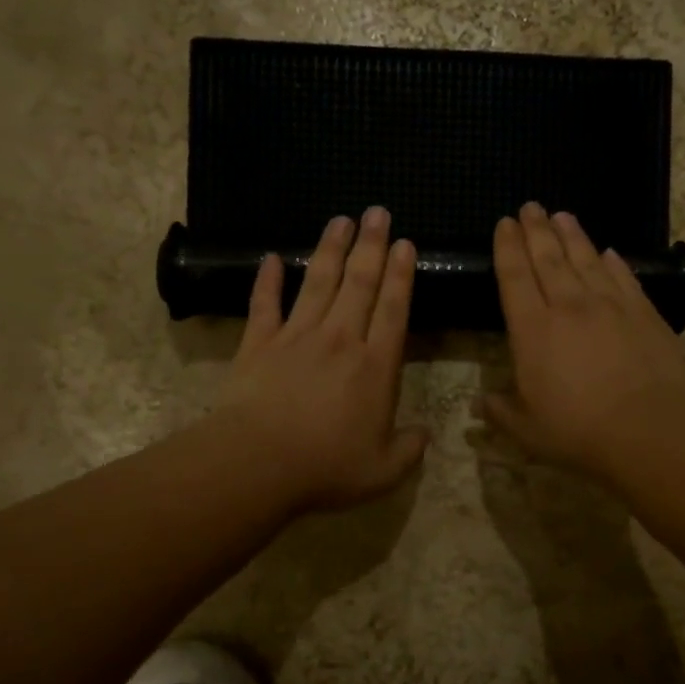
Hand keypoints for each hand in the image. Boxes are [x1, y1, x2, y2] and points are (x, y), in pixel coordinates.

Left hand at [216, 207, 427, 511]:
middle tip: (377, 212)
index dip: (401, 275)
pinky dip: (268, 279)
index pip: (394, 309)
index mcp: (375, 366)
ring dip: (330, 249)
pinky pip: (265, 303)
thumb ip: (409, 449)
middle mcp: (340, 340)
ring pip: (318, 282)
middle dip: (371, 245)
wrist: (258, 462)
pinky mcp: (259, 343)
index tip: (405, 244)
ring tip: (340, 220)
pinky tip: (271, 257)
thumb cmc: (326, 467)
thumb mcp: (384, 470)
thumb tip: (425, 434)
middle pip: (360, 283)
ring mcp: (296, 337)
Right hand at [480, 203, 684, 475]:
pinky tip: (609, 252)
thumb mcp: (526, 429)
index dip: (507, 248)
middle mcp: (569, 307)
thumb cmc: (578, 431)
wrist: (648, 429)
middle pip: (549, 258)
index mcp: (533, 330)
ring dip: (572, 236)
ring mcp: (610, 306)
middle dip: (536, 230)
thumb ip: (500, 412)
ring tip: (562, 215)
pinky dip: (614, 262)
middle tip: (530, 206)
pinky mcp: (644, 313)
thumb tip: (478, 404)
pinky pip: (624, 278)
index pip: (514, 278)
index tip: (504, 224)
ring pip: (586, 260)